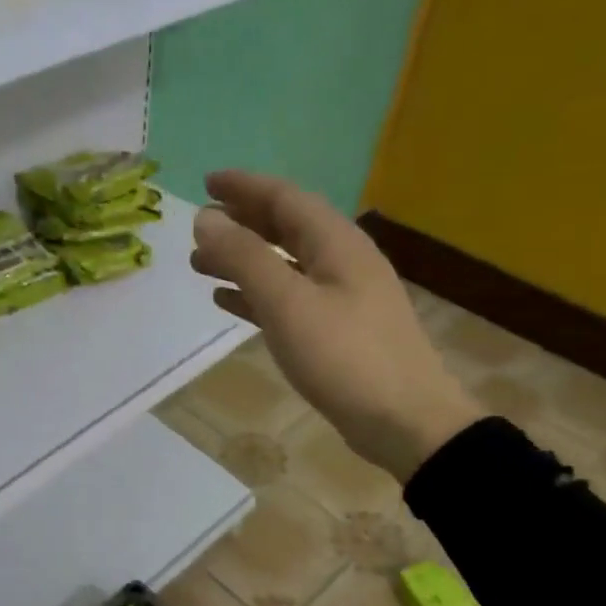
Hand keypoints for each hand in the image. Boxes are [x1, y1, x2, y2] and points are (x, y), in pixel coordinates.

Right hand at [189, 169, 481, 480]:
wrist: (406, 423)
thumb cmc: (345, 357)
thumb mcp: (288, 303)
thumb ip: (245, 258)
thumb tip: (206, 218)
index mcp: (336, 243)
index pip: (285, 198)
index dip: (244, 187)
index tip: (205, 183)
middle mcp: (342, 261)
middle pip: (286, 227)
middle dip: (241, 222)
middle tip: (199, 225)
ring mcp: (343, 297)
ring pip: (284, 264)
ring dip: (243, 259)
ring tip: (200, 265)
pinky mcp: (338, 331)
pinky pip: (289, 298)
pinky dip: (257, 293)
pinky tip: (228, 302)